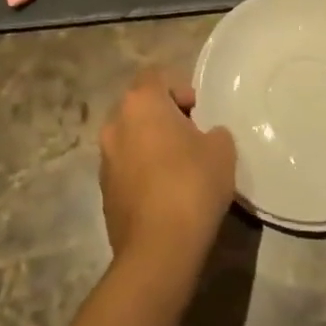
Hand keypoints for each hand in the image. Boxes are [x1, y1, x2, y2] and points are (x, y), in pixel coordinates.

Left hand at [99, 69, 236, 285]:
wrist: (158, 249)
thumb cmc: (191, 184)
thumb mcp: (222, 149)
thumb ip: (214, 132)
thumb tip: (205, 136)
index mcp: (141, 102)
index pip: (156, 76)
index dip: (179, 88)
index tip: (198, 112)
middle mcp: (115, 123)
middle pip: (140, 106)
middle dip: (163, 116)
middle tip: (191, 137)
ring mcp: (105, 158)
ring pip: (131, 138)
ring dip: (151, 144)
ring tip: (179, 168)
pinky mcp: (103, 191)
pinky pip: (126, 168)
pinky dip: (142, 171)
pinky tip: (165, 194)